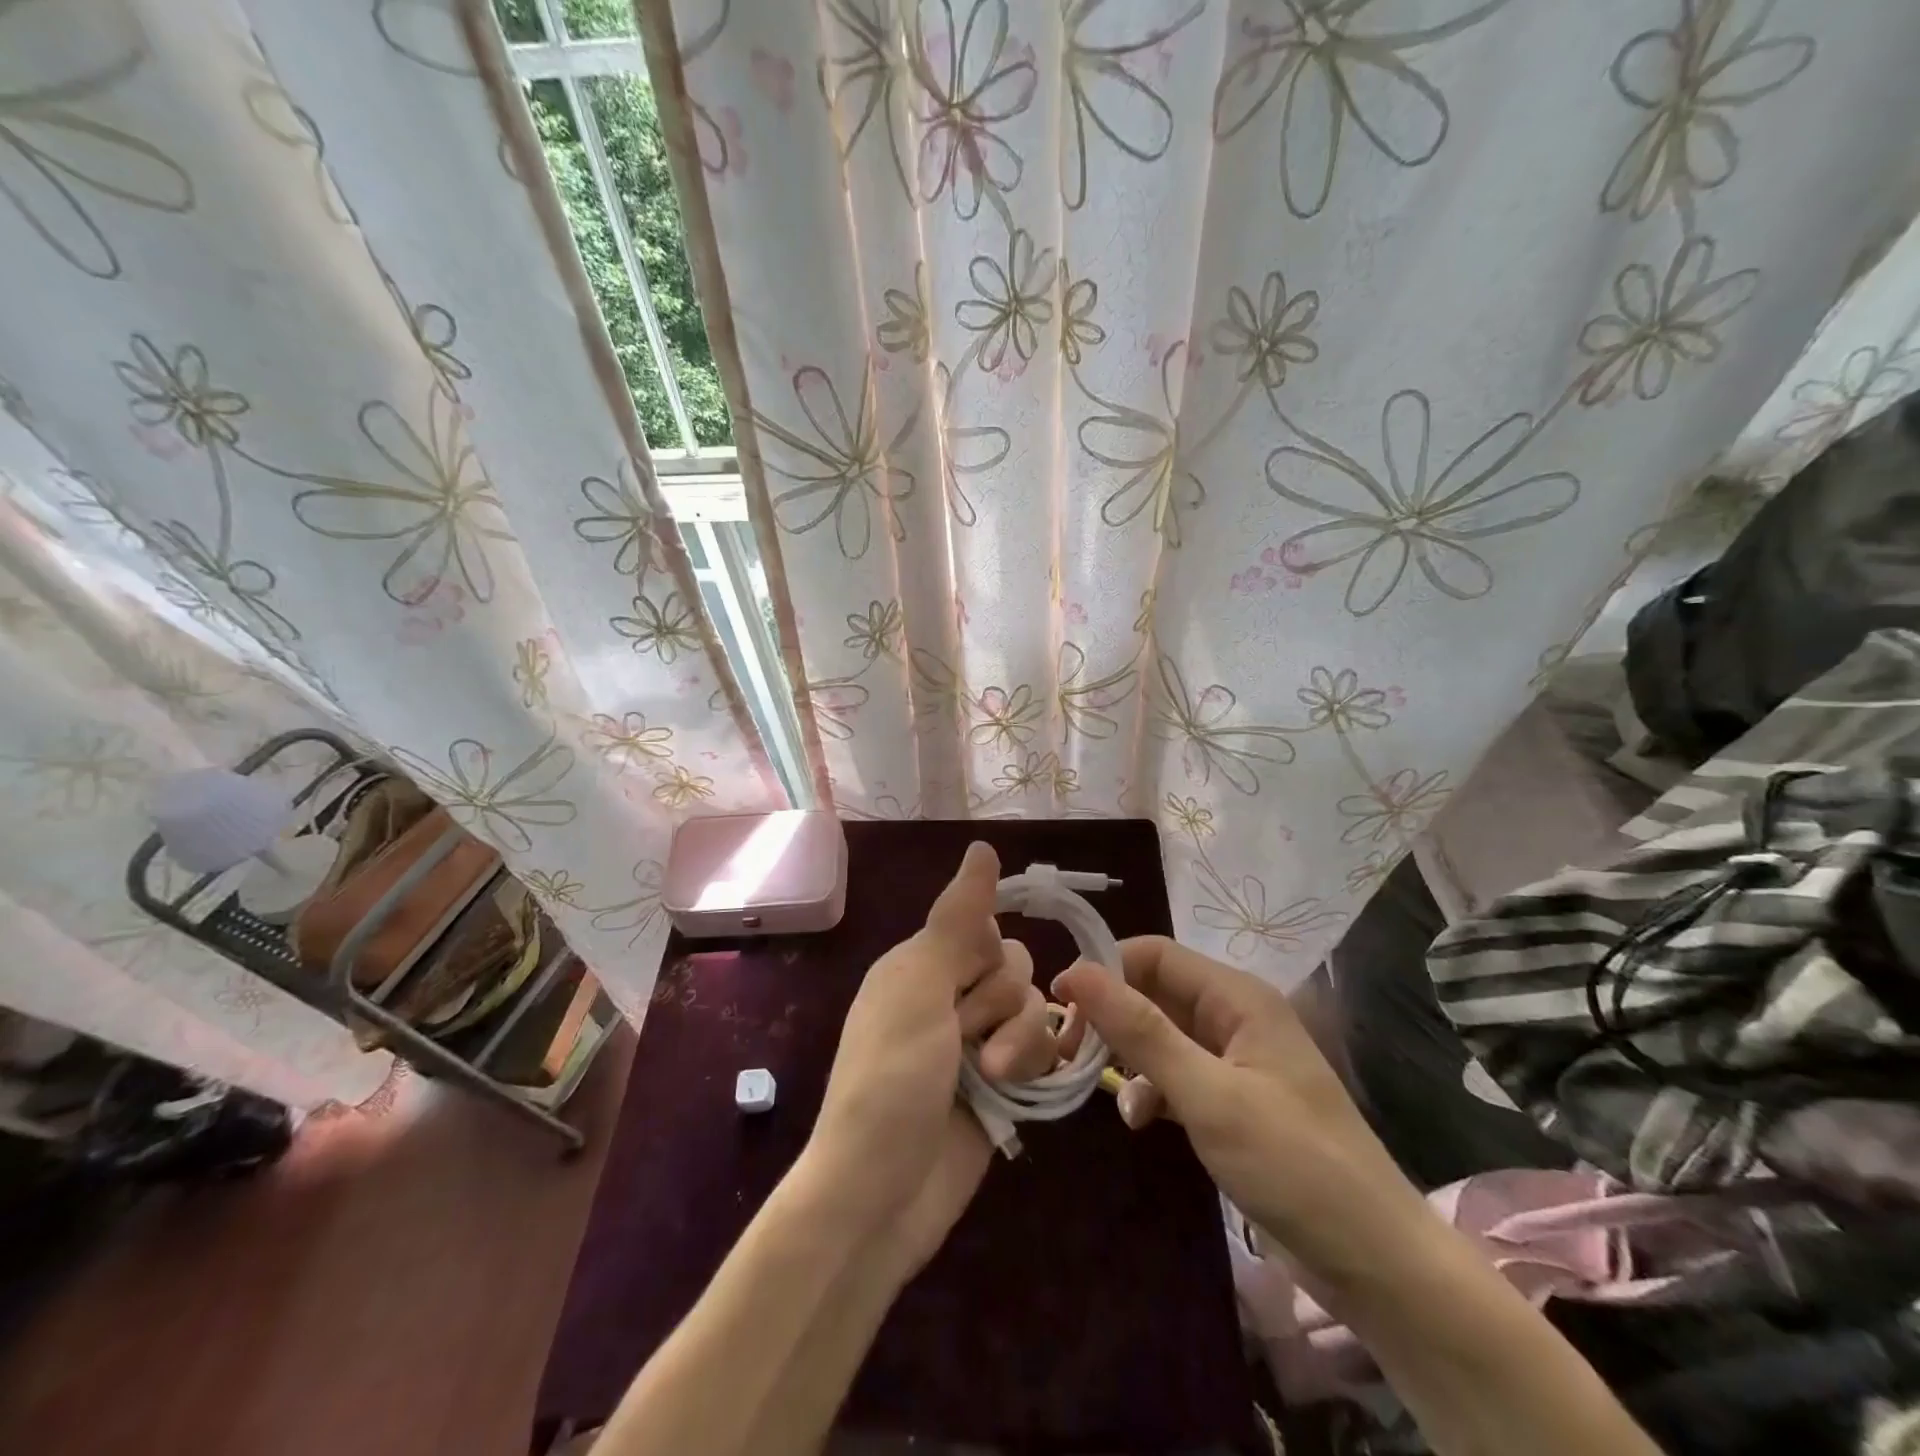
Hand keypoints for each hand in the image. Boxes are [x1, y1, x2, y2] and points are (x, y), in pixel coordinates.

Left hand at [807, 842, 1057, 1271]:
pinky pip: (1040, 1052)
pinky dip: (1034, 1066)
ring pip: (1032, 1010)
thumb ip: (957, 919)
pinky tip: (1016, 1089)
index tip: (970, 979)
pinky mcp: (1000, 1086)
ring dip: (1018, 1042)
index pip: (983, 928)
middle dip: (1001, 1003)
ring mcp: (975, 1045)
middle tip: (966, 1039)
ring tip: (988, 1079)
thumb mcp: (919, 988)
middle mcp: (947, 997)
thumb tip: (983, 846)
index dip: (987, 953)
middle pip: (1015, 968)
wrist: (880, 1196)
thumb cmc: (890, 1079)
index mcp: (920, 966)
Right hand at [1053, 936, 1429, 1285]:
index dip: (1105, 968)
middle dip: (1111, 1017)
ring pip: (1161, 1036)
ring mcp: (1235, 1061)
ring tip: (1098, 1087)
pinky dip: (1152, 1090)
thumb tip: (1077, 971)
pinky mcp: (1233, 1101)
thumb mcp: (1207, 1094)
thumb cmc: (1292, 1164)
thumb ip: (1140, 1031)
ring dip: (1128, 1057)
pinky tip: (1141, 1121)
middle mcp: (1235, 1017)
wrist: (1376, 1264)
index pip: (1155, 954)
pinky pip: (1177, 1075)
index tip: (1060, 1002)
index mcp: (1237, 997)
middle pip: (1155, 993)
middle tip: (1069, 1050)